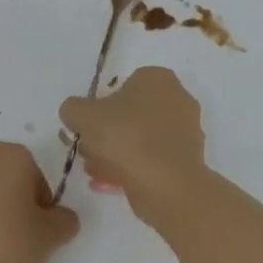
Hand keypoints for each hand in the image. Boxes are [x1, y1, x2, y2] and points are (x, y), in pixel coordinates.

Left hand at [0, 142, 79, 262]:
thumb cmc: (10, 249)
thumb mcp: (52, 237)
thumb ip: (64, 220)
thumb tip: (61, 217)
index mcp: (8, 155)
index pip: (34, 173)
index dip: (41, 201)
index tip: (40, 227)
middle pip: (1, 175)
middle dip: (11, 198)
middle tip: (19, 234)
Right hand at [59, 66, 206, 222]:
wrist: (166, 184)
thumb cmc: (125, 138)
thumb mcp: (83, 116)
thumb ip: (73, 108)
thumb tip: (75, 114)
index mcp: (157, 78)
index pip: (123, 86)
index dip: (101, 107)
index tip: (88, 128)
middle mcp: (178, 98)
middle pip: (132, 114)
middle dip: (108, 134)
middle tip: (90, 153)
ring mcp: (187, 130)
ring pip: (142, 139)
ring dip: (118, 154)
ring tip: (97, 173)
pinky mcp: (189, 159)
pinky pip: (154, 159)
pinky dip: (135, 168)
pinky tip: (113, 184)